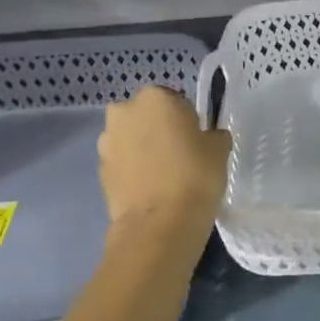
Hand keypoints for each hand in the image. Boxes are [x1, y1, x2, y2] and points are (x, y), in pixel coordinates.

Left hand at [97, 86, 230, 234]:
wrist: (160, 223)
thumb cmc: (195, 175)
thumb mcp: (219, 149)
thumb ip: (213, 135)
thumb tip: (207, 138)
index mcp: (156, 97)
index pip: (174, 99)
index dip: (187, 119)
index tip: (195, 139)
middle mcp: (125, 112)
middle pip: (146, 116)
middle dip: (158, 130)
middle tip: (179, 154)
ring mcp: (107, 142)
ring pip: (130, 139)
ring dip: (142, 149)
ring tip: (163, 175)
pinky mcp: (100, 170)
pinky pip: (122, 163)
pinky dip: (133, 171)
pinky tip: (150, 190)